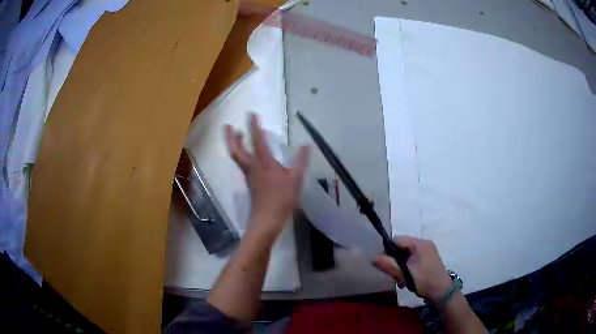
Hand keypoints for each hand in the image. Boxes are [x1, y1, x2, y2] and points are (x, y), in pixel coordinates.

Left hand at [225, 114, 309, 236]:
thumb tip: (306, 146)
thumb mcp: (295, 180)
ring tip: (237, 135)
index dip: (254, 126)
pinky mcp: (250, 184)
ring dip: (236, 145)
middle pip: (236, 150)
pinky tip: (249, 156)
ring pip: (238, 157)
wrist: (266, 220)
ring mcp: (249, 176)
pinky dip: (242, 155)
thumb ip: (300, 162)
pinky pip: (243, 165)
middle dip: (231, 137)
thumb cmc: (281, 200)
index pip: (257, 140)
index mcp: (264, 163)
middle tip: (228, 126)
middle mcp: (252, 167)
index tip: (251, 113)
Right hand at [373, 236, 452, 302]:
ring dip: (400, 267)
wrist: (442, 291)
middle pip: (401, 248)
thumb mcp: (404, 274)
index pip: (397, 240)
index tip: (385, 264)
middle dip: (395, 262)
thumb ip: (388, 265)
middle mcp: (424, 243)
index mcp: (419, 244)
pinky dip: (407, 268)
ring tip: (401, 281)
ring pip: (406, 255)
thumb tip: (373, 258)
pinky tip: (407, 280)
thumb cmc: (424, 281)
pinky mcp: (428, 258)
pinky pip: (412, 259)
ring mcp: (427, 251)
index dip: (388, 250)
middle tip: (394, 276)